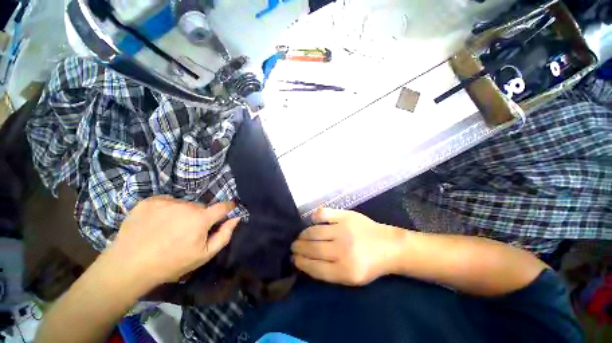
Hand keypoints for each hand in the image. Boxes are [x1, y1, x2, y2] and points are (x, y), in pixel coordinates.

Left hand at [103, 196, 239, 289]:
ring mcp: (166, 201)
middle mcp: (186, 205)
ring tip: (168, 229)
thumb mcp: (203, 255)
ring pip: (183, 205)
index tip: (228, 209)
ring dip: (182, 214)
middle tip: (187, 232)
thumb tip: (236, 218)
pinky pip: (166, 202)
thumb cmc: (171, 263)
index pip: (223, 206)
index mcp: (200, 218)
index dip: (228, 207)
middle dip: (199, 217)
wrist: (128, 266)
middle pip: (200, 208)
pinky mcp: (149, 201)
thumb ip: (224, 235)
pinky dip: (166, 210)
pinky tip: (156, 223)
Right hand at [291, 208, 405, 285]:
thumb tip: (305, 262)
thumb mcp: (351, 278)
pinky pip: (324, 213)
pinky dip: (315, 216)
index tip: (294, 259)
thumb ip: (328, 272)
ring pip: (314, 231)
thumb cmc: (370, 264)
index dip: (301, 263)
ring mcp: (344, 230)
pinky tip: (313, 221)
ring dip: (303, 234)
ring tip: (300, 236)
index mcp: (345, 271)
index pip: (314, 267)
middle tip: (294, 246)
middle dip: (298, 248)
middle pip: (313, 249)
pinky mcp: (346, 215)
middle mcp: (343, 250)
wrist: (388, 245)